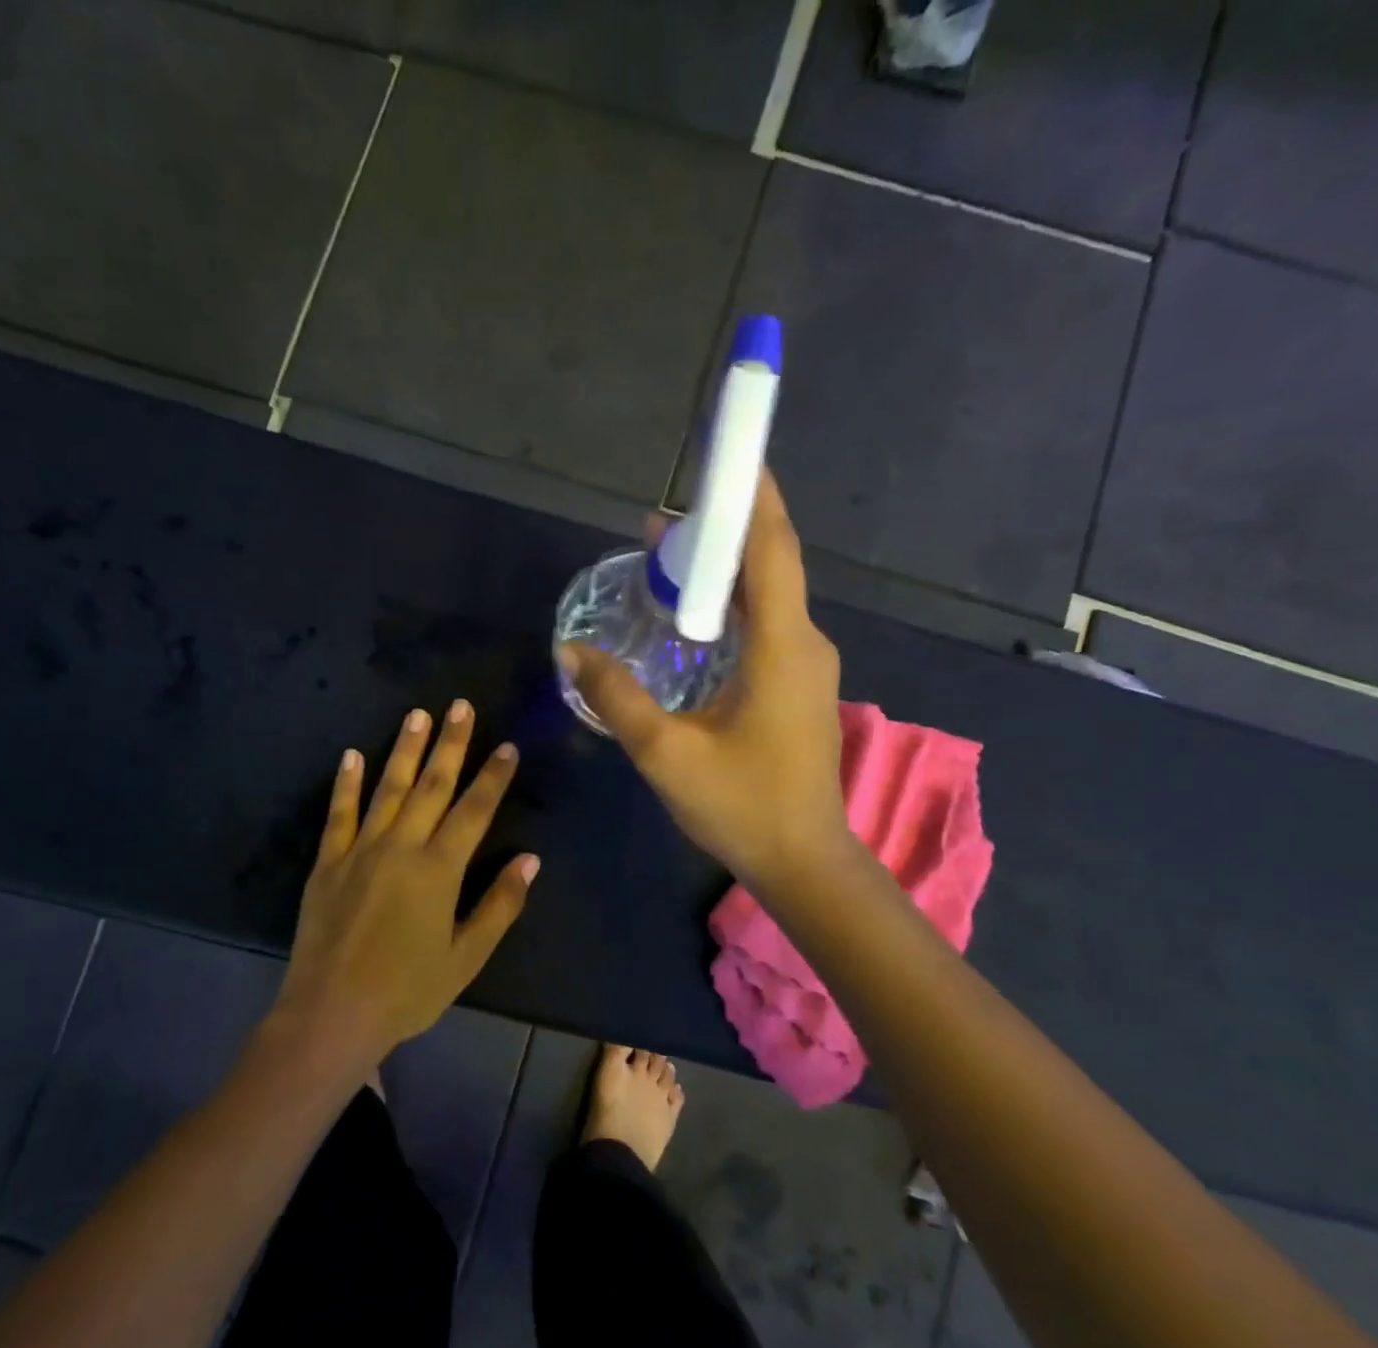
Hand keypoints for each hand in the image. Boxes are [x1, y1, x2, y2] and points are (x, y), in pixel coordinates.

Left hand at [274, 701, 539, 1067]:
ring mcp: (360, 850)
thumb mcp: (465, 957)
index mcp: (439, 870)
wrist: (331, 1014)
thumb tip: (530, 860)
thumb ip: (499, 906)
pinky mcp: (327, 862)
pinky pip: (339, 813)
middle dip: (451, 744)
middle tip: (461, 706)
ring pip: (388, 789)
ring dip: (405, 750)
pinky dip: (346, 783)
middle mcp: (401, 847)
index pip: (474, 810)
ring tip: (418, 715)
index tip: (507, 746)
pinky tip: (352, 755)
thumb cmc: (407, 991)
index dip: (493, 777)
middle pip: (432, 786)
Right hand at [556, 471, 849, 892]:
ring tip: (667, 563)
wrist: (803, 862)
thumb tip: (571, 649)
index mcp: (783, 646)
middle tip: (661, 526)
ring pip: (767, 597)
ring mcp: (806, 667)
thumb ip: (617, 696)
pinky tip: (692, 621)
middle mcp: (803, 644)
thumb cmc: (741, 806)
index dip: (753, 497)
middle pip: (768, 565)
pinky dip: (731, 608)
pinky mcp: (797, 688)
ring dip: (723, 573)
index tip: (731, 455)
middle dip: (722, 533)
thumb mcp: (665, 752)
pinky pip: (766, 627)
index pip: (772, 549)